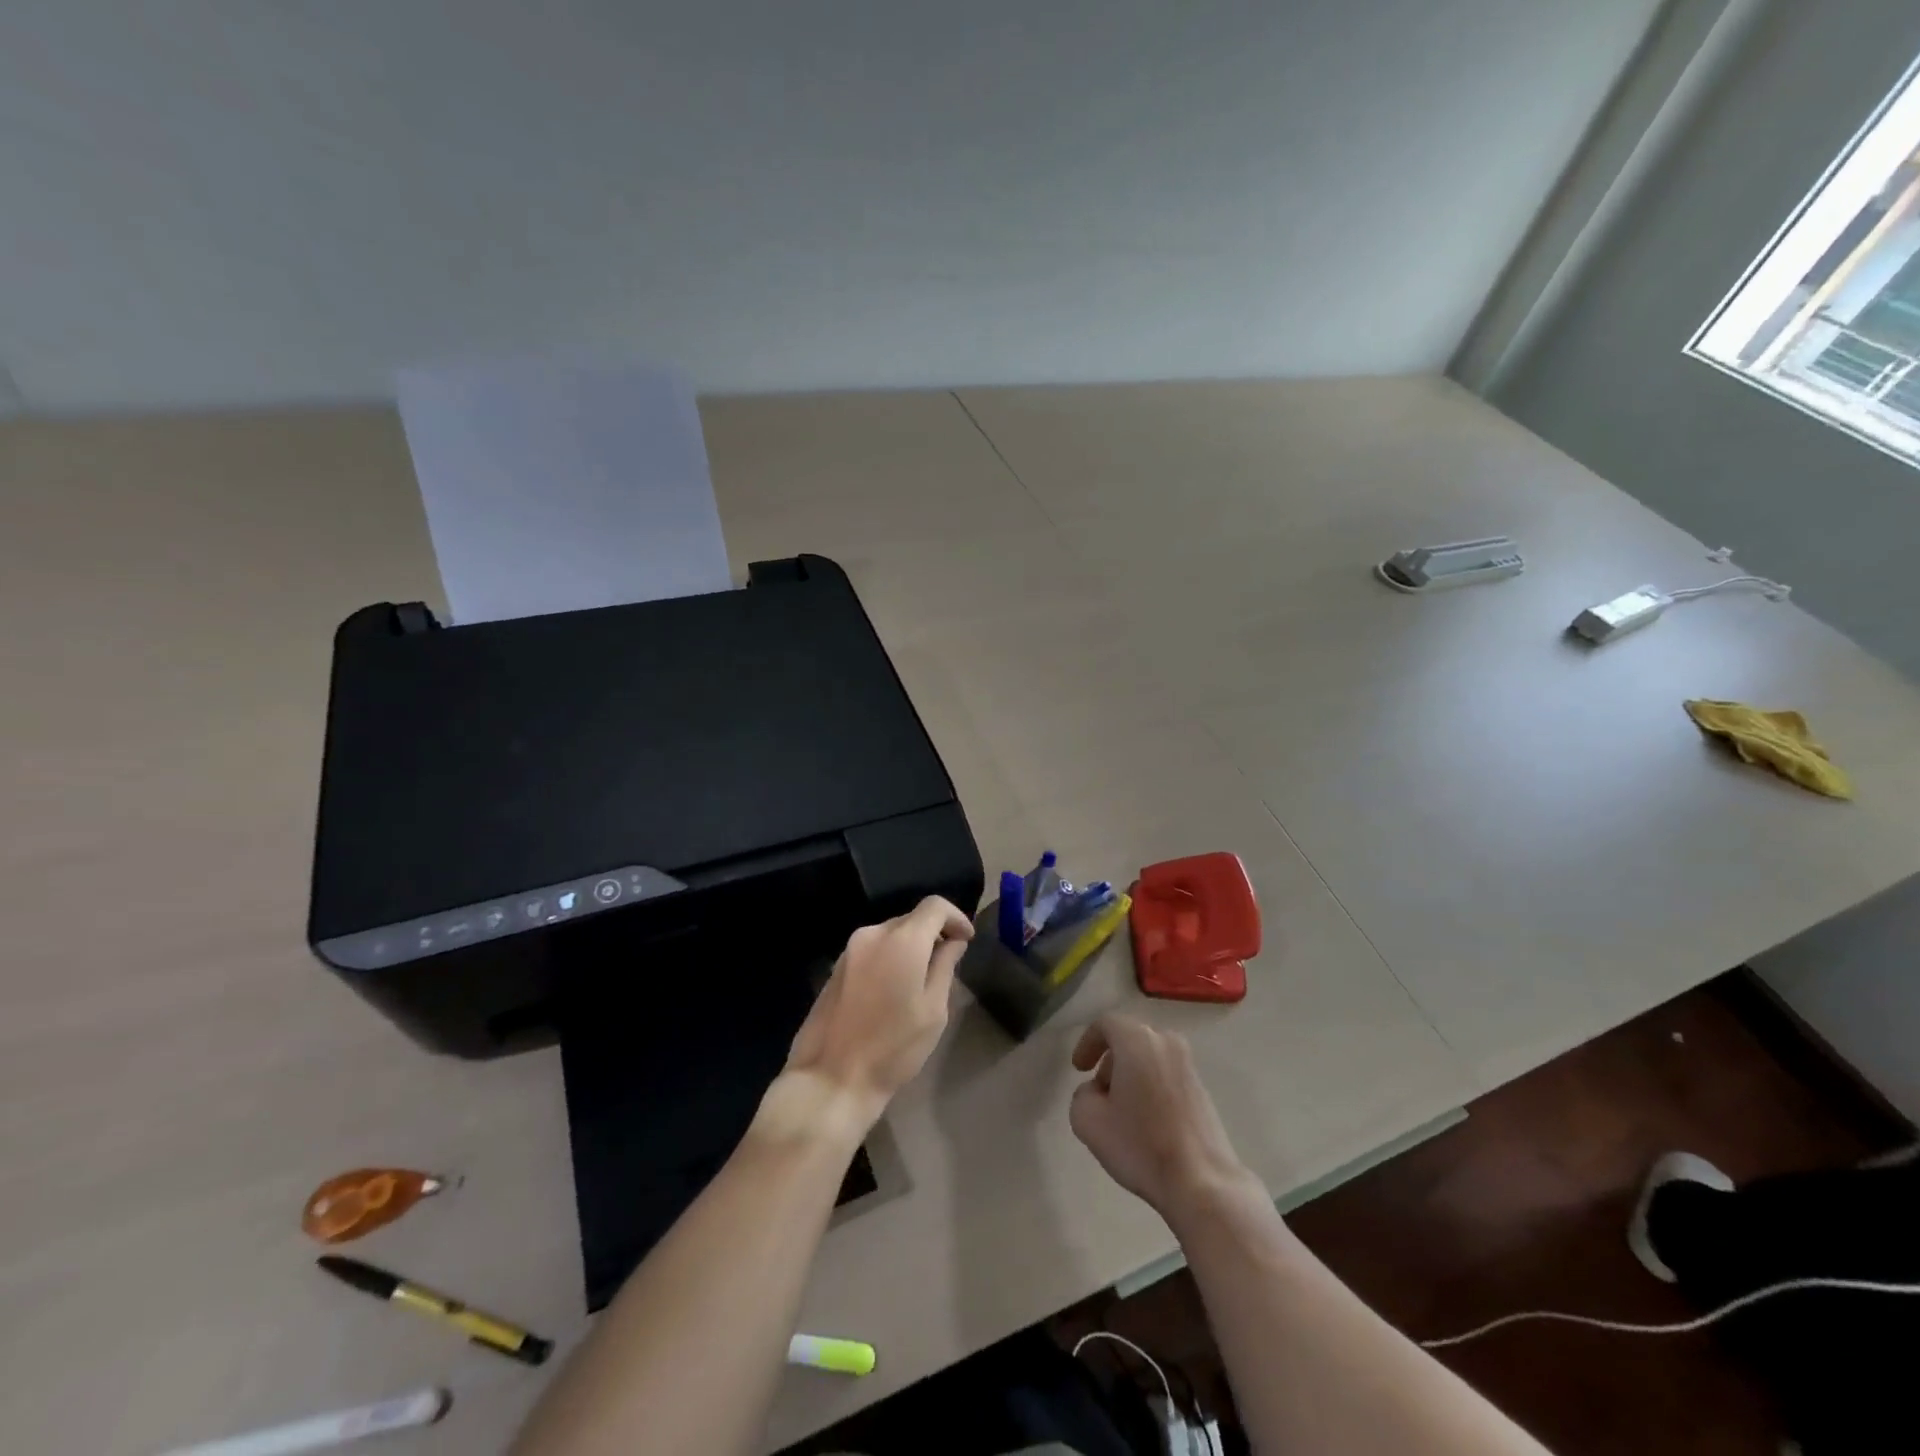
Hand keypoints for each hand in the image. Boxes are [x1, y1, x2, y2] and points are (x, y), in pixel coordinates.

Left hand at [765, 897, 971, 1140]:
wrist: (831, 1078)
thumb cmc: (893, 1048)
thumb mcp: (933, 1010)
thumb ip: (945, 966)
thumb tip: (953, 941)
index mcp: (902, 940)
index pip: (935, 905)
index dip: (956, 917)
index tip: (967, 940)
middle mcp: (873, 934)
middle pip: (912, 919)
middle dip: (933, 934)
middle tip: (948, 963)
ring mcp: (850, 949)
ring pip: (890, 935)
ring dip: (910, 947)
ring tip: (921, 981)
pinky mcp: (836, 967)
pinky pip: (872, 950)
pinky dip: (889, 958)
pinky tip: (893, 990)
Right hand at [1069, 1014, 1251, 1218]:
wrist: (1202, 1182)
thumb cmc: (1140, 1146)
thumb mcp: (1088, 1120)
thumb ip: (1082, 1094)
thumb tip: (1097, 1092)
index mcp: (1138, 1041)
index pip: (1106, 1024)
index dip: (1087, 1042)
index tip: (1079, 1069)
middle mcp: (1167, 1043)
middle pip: (1129, 1040)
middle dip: (1110, 1062)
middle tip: (1099, 1093)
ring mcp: (1189, 1066)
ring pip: (1149, 1058)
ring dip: (1131, 1076)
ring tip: (1122, 1112)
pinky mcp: (1203, 1090)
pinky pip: (1167, 1076)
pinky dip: (1151, 1087)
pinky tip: (1147, 1123)